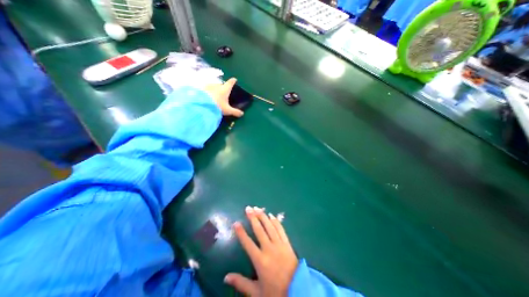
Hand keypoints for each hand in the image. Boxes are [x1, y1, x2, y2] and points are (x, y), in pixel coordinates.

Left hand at [203, 78, 244, 117]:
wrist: (202, 105)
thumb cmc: (218, 106)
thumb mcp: (228, 110)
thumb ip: (235, 112)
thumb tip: (242, 114)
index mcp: (225, 89)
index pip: (230, 83)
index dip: (233, 81)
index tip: (234, 79)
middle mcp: (217, 85)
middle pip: (221, 84)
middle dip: (223, 87)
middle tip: (223, 91)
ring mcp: (209, 86)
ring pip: (213, 86)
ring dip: (215, 89)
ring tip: (215, 94)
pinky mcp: (202, 89)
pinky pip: (206, 89)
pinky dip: (208, 91)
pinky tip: (207, 96)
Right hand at [223, 206, 295, 296]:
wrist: (298, 290)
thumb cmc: (275, 292)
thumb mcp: (257, 292)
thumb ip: (241, 283)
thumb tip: (225, 277)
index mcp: (260, 260)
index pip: (247, 243)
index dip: (241, 233)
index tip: (236, 223)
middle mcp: (269, 248)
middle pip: (259, 230)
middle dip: (253, 218)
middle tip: (248, 208)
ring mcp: (279, 244)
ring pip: (270, 226)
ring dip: (263, 216)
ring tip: (257, 208)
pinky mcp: (287, 243)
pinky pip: (281, 229)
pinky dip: (276, 221)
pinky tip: (272, 215)